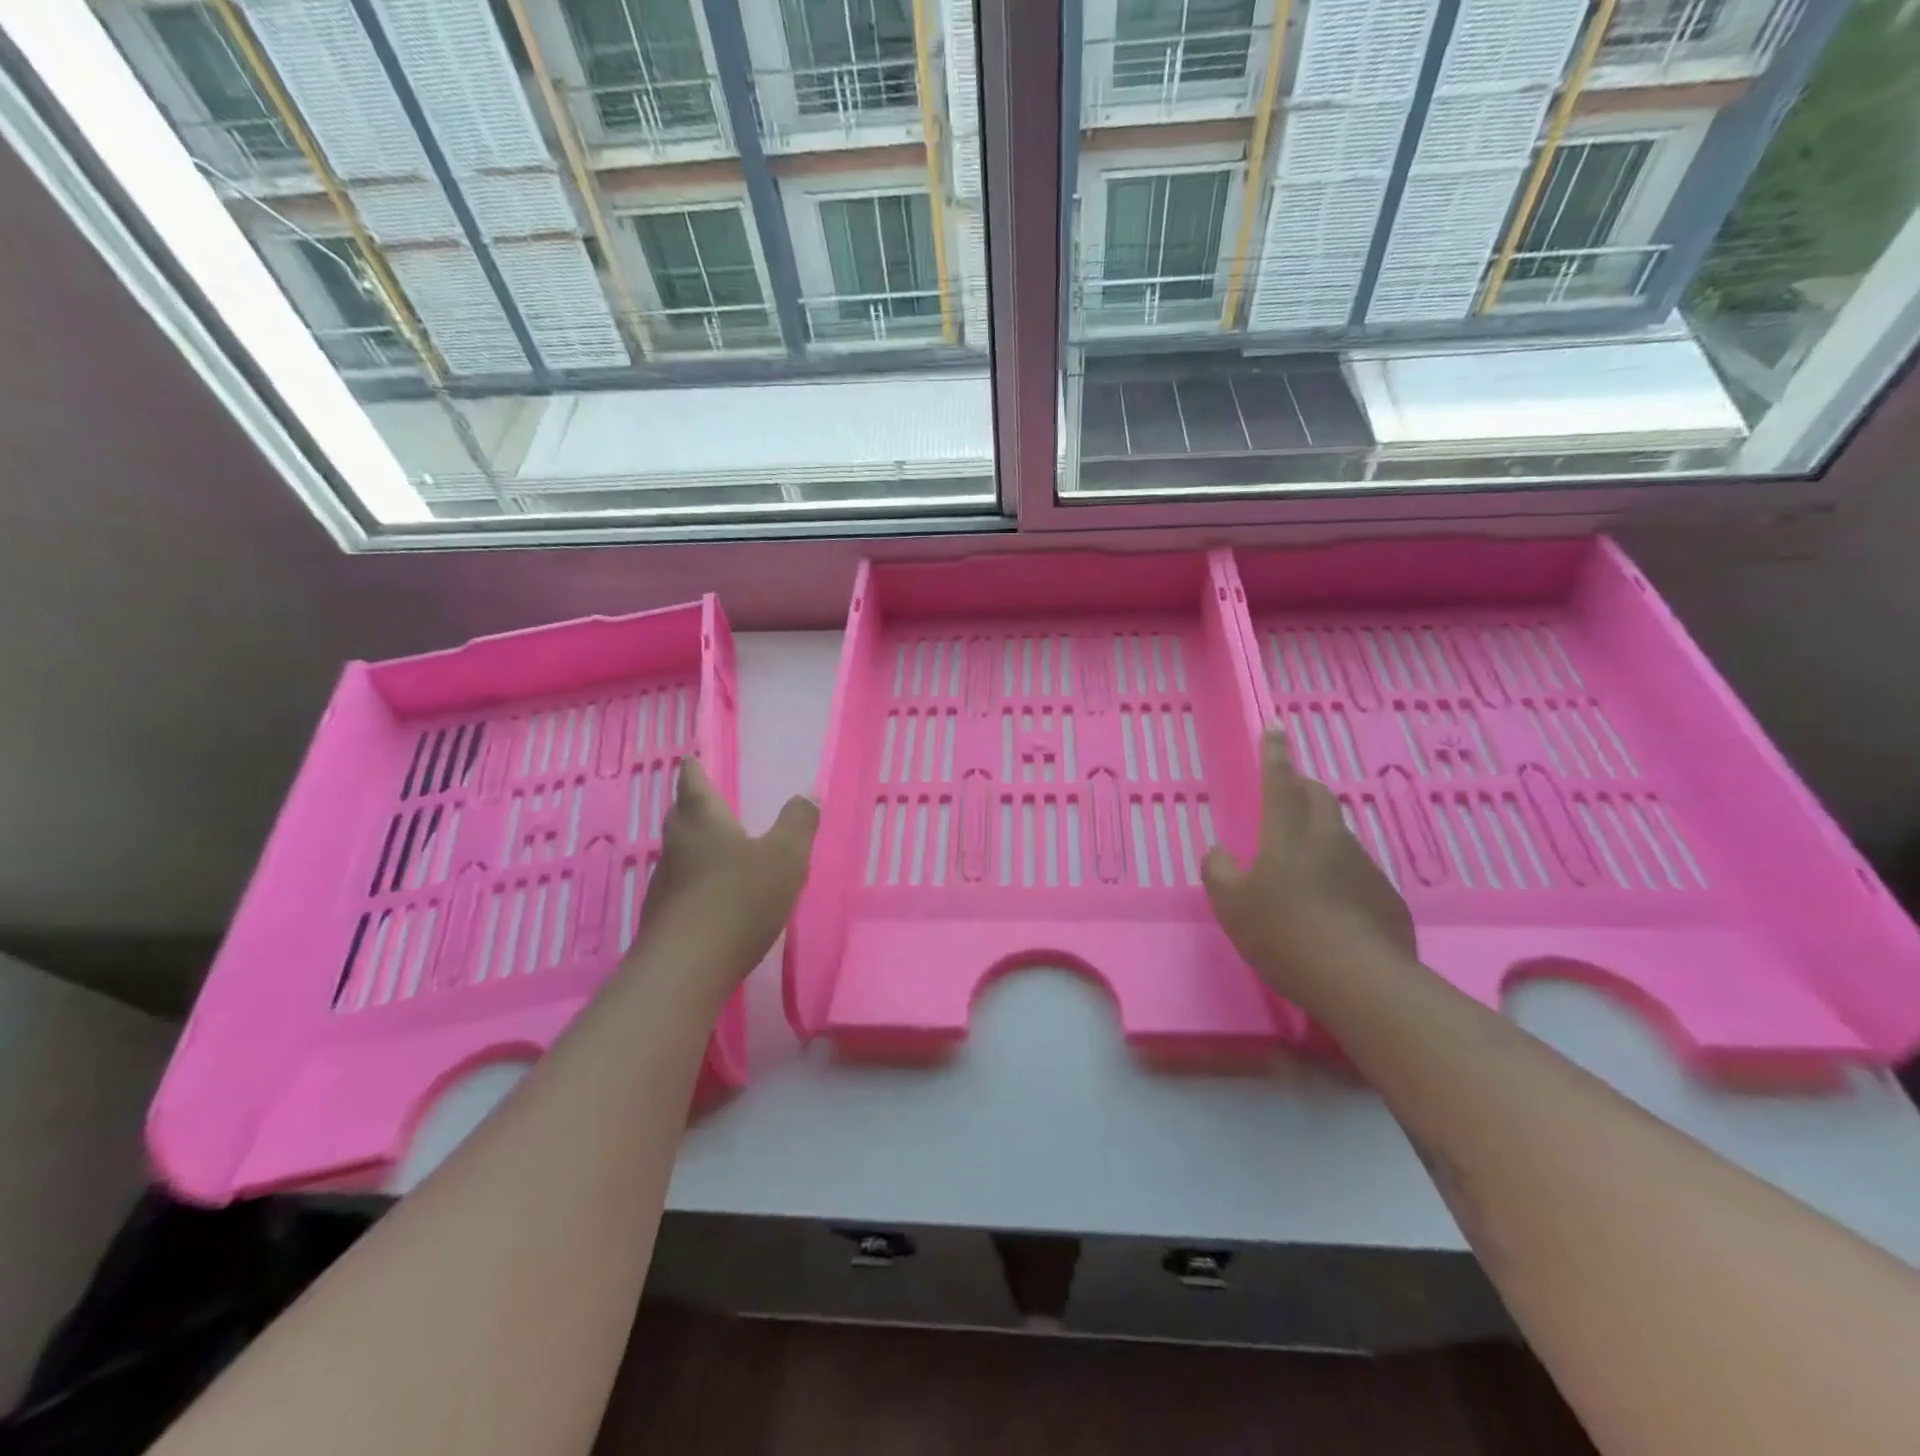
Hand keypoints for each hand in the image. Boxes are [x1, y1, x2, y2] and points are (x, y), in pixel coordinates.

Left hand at [626, 758, 818, 995]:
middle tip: (706, 799)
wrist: (686, 968)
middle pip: (680, 816)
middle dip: (691, 804)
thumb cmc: (739, 899)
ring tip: (717, 846)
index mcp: (703, 820)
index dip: (695, 769)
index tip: (691, 758)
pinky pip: (680, 886)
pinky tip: (713, 895)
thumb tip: (807, 793)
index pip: (694, 783)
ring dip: (694, 844)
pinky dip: (696, 880)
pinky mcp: (663, 918)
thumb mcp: (785, 857)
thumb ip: (798, 823)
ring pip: (679, 852)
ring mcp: (665, 883)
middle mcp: (678, 845)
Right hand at [1202, 727, 1416, 1006]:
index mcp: (1288, 834)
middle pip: (1317, 797)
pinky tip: (1329, 908)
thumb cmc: (1284, 934)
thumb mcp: (1231, 906)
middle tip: (1285, 796)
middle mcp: (1329, 839)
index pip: (1279, 781)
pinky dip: (1338, 874)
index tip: (1275, 728)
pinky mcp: (1385, 896)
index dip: (1274, 754)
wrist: (1362, 982)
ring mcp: (1363, 866)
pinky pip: (1355, 871)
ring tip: (1300, 867)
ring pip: (1337, 834)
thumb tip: (1220, 853)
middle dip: (1301, 787)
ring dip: (1318, 834)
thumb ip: (1218, 871)